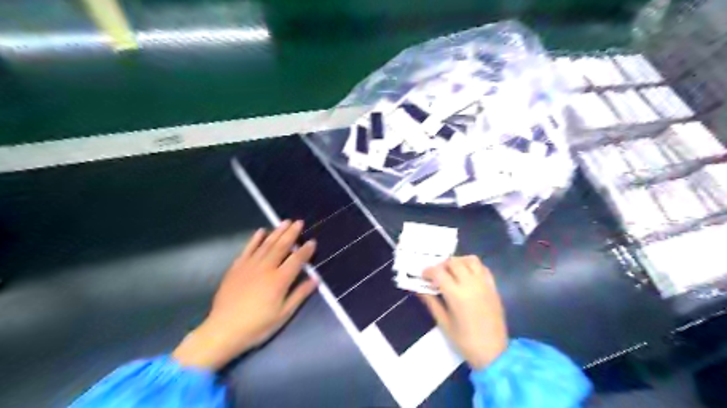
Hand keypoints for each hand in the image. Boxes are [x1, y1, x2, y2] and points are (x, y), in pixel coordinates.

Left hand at [172, 220, 318, 369]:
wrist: (223, 330)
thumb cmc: (257, 326)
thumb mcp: (283, 314)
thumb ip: (300, 294)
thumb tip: (316, 279)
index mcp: (279, 280)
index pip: (296, 260)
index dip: (305, 250)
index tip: (312, 242)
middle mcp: (266, 268)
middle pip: (281, 246)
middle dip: (292, 233)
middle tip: (299, 222)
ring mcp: (249, 266)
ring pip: (266, 244)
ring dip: (277, 232)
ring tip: (285, 221)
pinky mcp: (236, 267)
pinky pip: (248, 249)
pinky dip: (255, 239)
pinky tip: (261, 231)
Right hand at [417, 257, 506, 371]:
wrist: (494, 353)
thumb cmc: (465, 341)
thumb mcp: (443, 323)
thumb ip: (431, 302)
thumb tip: (419, 289)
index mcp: (457, 294)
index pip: (438, 272)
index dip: (428, 271)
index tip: (423, 276)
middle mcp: (471, 284)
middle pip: (453, 262)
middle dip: (441, 265)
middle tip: (436, 275)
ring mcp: (484, 284)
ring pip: (470, 260)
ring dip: (458, 261)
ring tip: (451, 271)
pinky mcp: (493, 287)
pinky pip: (482, 267)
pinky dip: (472, 266)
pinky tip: (467, 275)